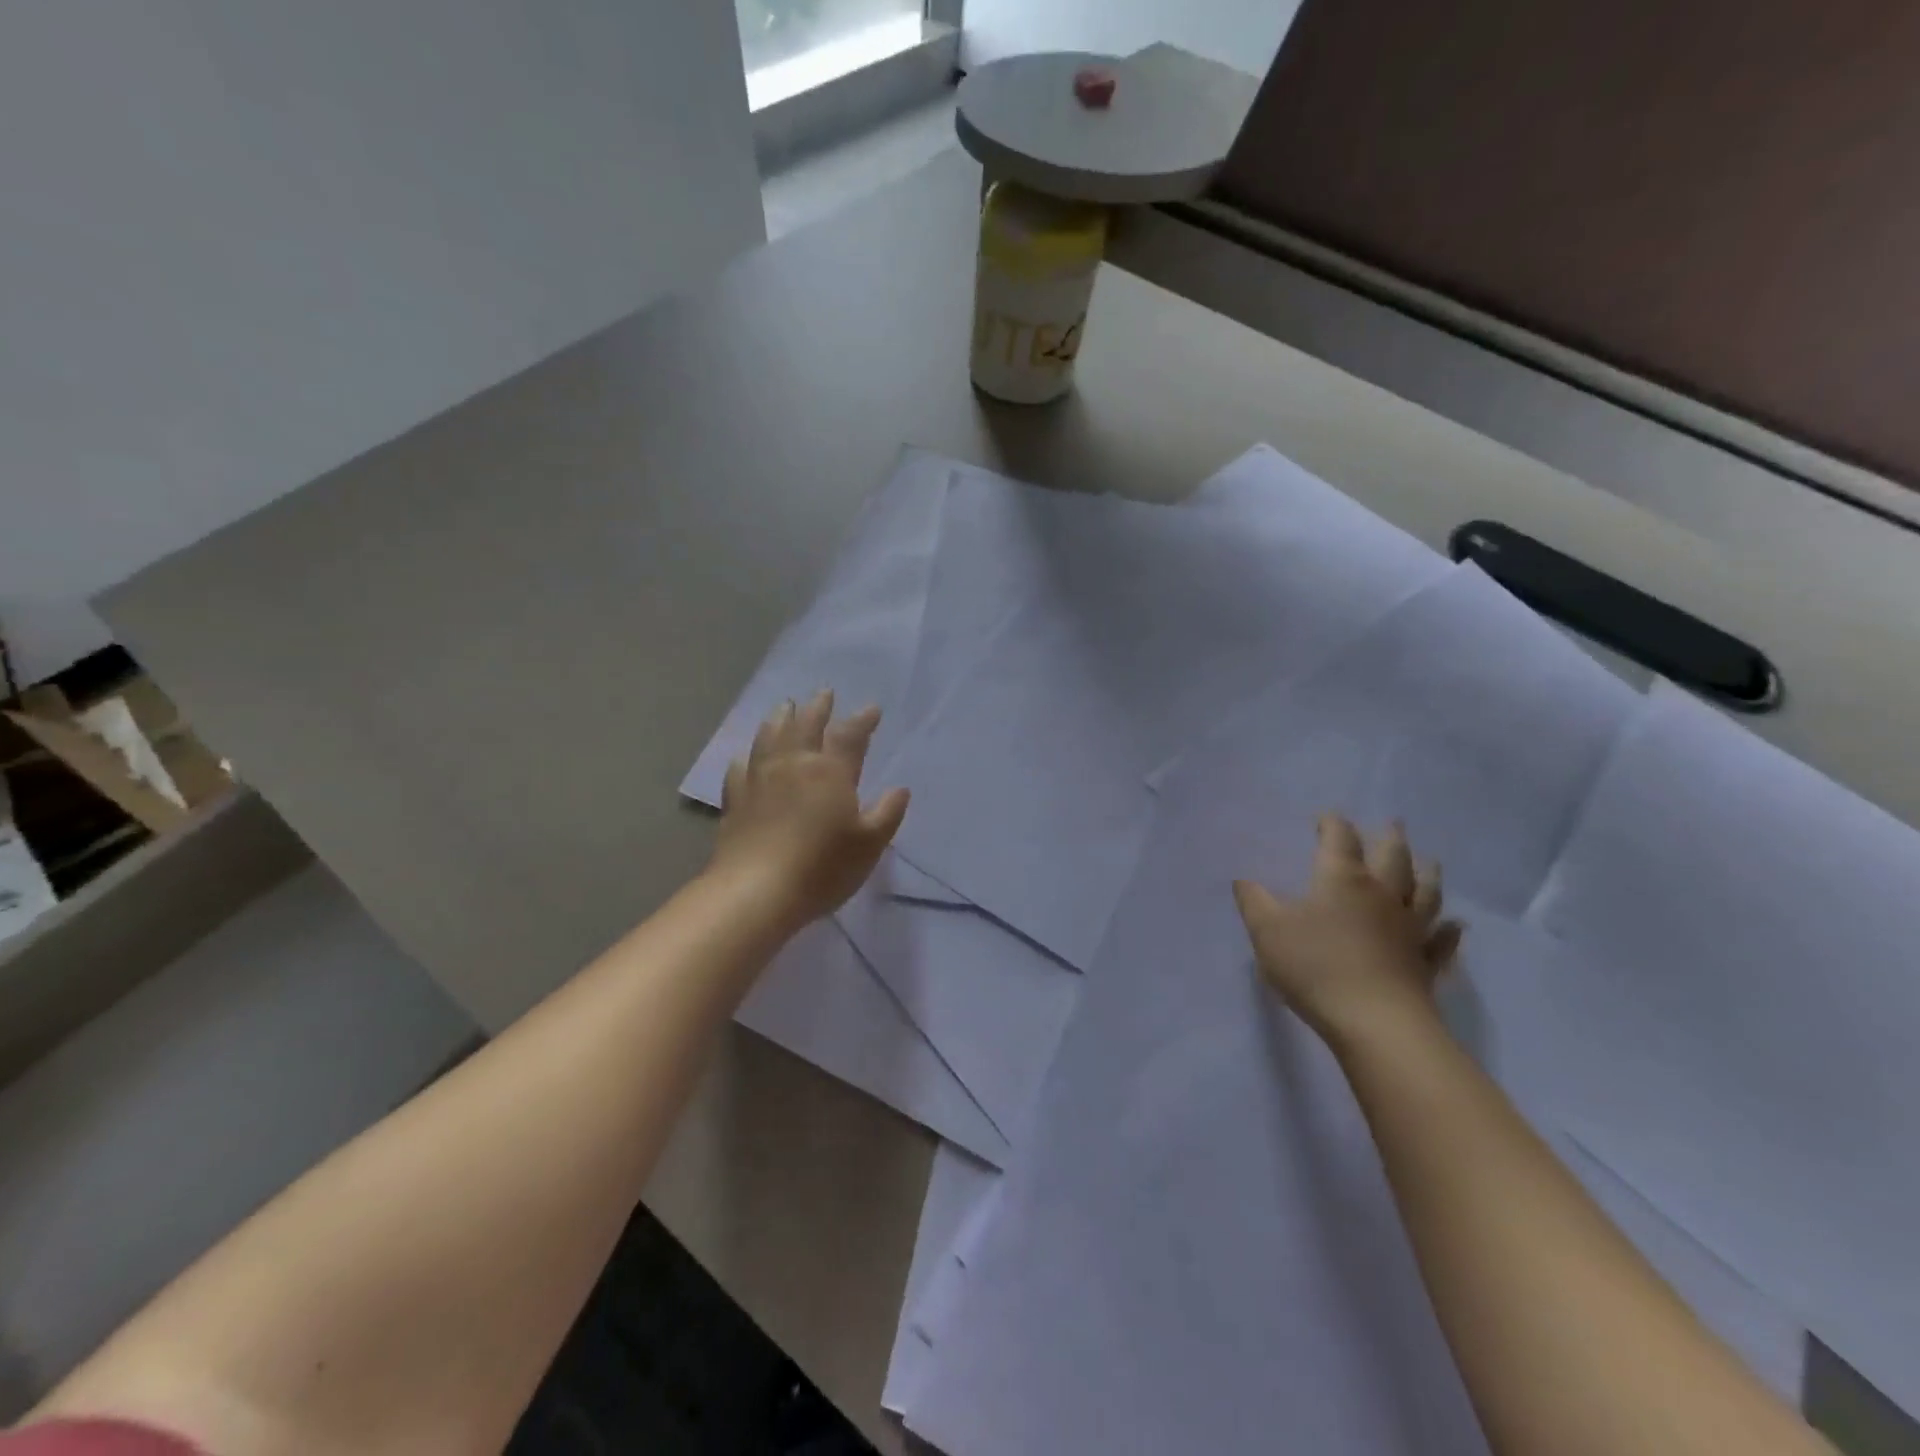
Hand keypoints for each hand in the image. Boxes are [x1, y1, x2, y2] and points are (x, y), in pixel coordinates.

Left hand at [710, 689, 910, 929]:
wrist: (756, 891)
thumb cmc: (822, 867)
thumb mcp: (869, 844)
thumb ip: (887, 813)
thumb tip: (900, 789)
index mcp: (830, 771)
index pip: (850, 736)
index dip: (862, 720)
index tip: (871, 709)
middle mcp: (793, 765)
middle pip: (805, 725)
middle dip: (818, 708)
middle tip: (824, 693)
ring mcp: (759, 779)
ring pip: (769, 737)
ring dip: (780, 718)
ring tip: (785, 707)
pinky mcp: (735, 800)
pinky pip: (739, 768)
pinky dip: (746, 756)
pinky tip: (745, 756)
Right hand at [1233, 816, 1461, 1042]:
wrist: (1375, 1022)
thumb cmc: (1315, 967)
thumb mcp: (1267, 930)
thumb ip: (1253, 901)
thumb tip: (1244, 881)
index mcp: (1342, 880)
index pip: (1339, 839)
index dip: (1332, 824)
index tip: (1326, 817)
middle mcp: (1382, 895)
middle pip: (1393, 857)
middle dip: (1389, 837)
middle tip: (1392, 823)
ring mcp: (1410, 929)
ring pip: (1424, 892)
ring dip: (1427, 873)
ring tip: (1429, 861)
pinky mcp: (1425, 963)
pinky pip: (1441, 942)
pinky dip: (1449, 932)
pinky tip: (1455, 926)